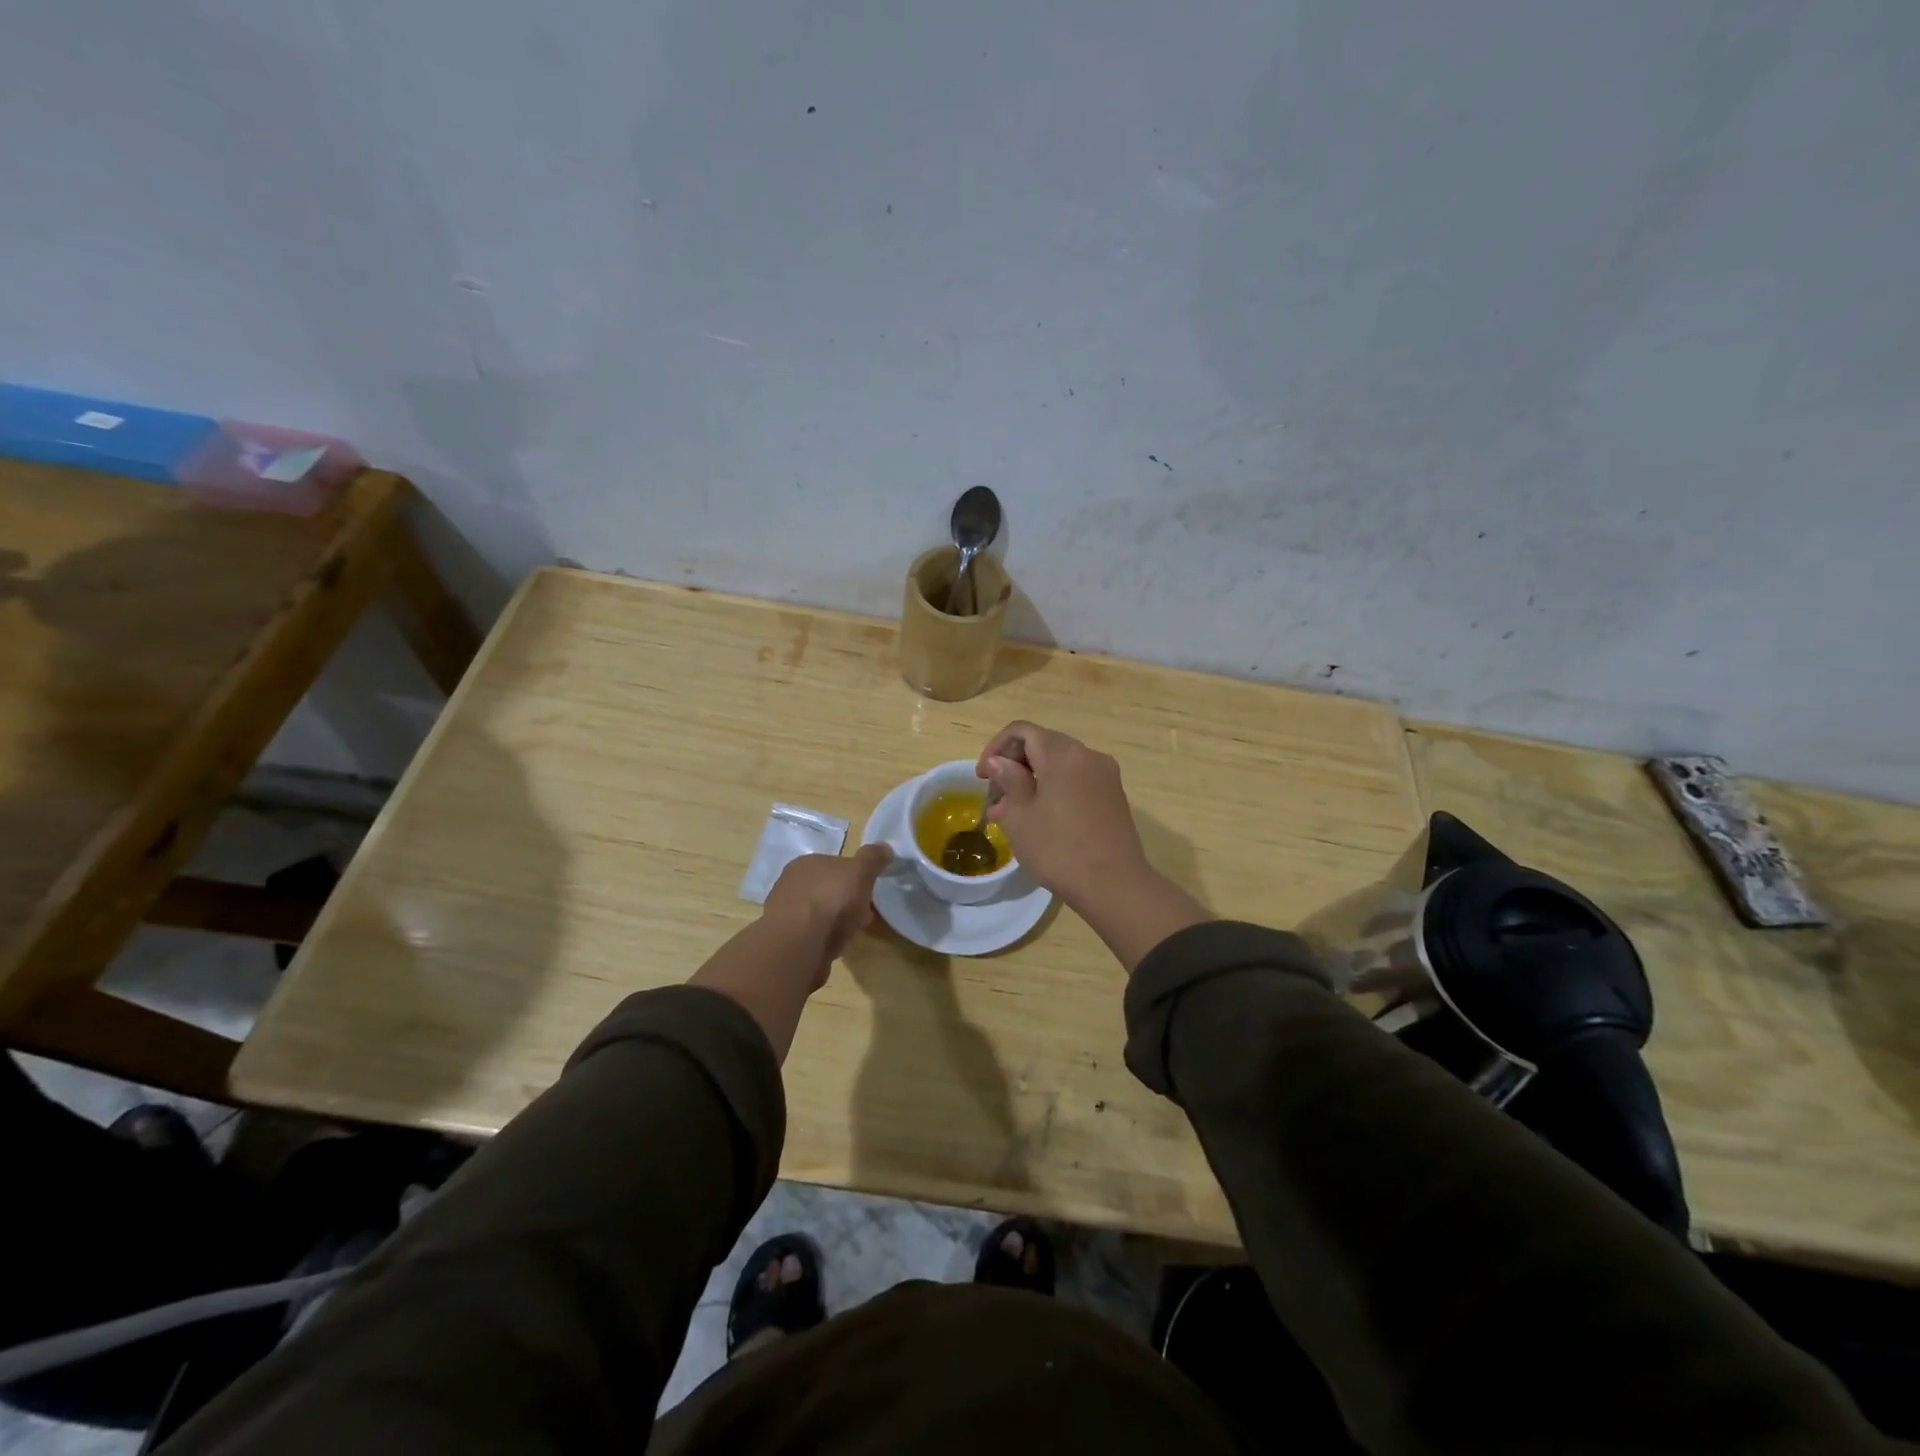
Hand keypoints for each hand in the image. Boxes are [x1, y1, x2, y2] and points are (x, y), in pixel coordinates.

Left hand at [762, 844, 893, 987]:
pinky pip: (812, 935)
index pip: (833, 864)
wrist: (799, 944)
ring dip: (835, 921)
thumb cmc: (830, 898)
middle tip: (865, 913)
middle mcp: (790, 884)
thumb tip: (885, 847)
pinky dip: (825, 939)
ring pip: (819, 913)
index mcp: (805, 863)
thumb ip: (872, 858)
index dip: (854, 876)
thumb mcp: (860, 871)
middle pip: (826, 889)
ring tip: (852, 932)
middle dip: (845, 900)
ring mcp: (786, 914)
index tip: (869, 889)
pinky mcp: (787, 940)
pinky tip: (835, 946)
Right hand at [974, 722, 1148, 907]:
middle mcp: (1088, 755)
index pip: (1022, 731)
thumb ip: (1008, 780)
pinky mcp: (1114, 797)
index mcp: (1063, 753)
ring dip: (1033, 780)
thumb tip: (1000, 762)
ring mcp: (1106, 776)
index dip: (996, 747)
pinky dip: (1055, 790)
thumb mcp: (1020, 816)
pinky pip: (1077, 781)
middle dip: (1015, 765)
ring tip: (1013, 813)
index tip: (983, 777)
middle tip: (996, 798)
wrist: (1114, 885)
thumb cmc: (1058, 849)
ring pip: (1060, 764)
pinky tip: (1042, 820)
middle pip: (1043, 744)